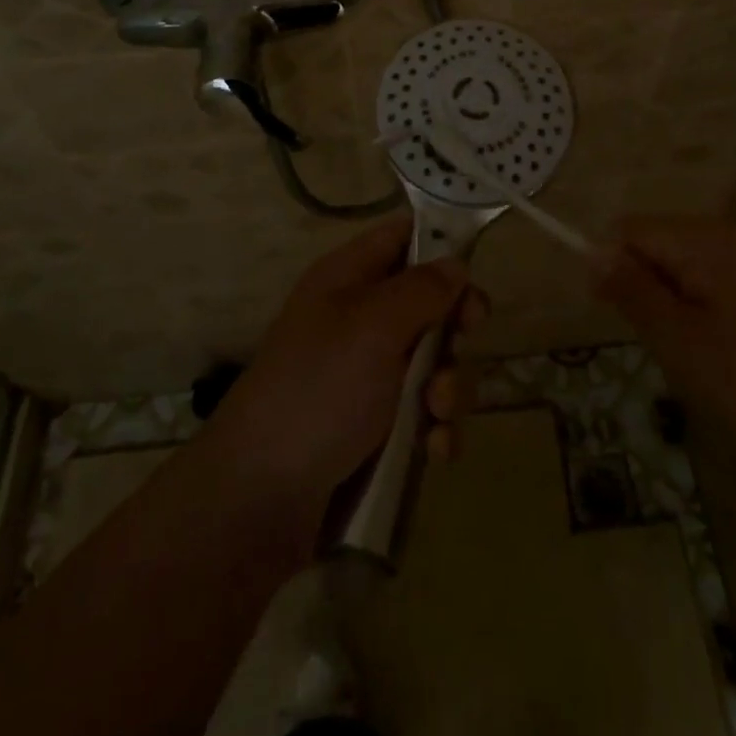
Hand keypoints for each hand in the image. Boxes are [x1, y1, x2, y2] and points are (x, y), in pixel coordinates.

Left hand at [204, 215, 487, 528]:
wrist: (261, 499)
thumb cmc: (319, 390)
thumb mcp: (373, 326)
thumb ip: (422, 289)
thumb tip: (455, 263)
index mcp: (348, 278)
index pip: (400, 236)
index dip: (439, 244)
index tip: (473, 272)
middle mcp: (359, 319)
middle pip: (428, 302)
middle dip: (453, 327)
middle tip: (461, 344)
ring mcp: (367, 375)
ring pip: (434, 362)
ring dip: (447, 386)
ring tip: (435, 413)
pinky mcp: (377, 426)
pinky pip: (425, 412)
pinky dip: (436, 428)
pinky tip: (435, 450)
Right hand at [594, 215, 735, 459]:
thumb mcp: (681, 343)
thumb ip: (633, 290)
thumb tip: (592, 251)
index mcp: (712, 240)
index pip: (632, 230)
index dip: (613, 268)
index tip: (618, 317)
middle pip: (661, 245)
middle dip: (648, 289)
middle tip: (666, 346)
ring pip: (687, 268)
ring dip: (676, 306)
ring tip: (698, 358)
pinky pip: (718, 284)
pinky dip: (706, 314)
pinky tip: (727, 358)